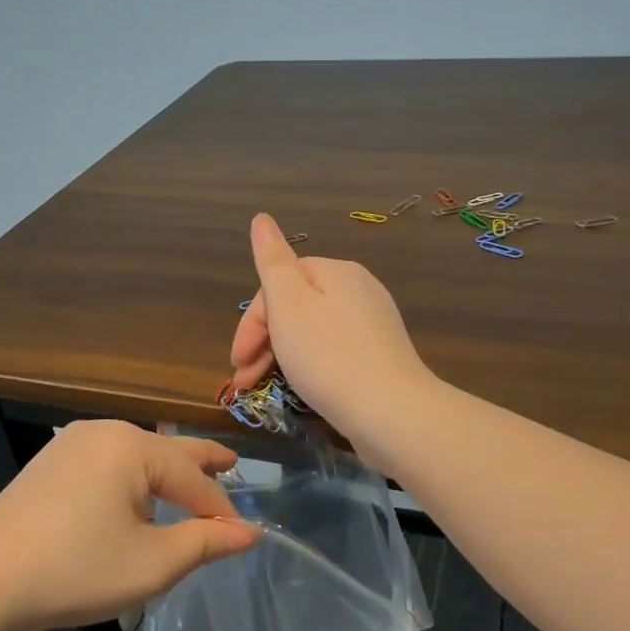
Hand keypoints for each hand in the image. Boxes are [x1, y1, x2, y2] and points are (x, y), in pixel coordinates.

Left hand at [0, 421, 258, 630]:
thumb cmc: (75, 569)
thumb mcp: (151, 563)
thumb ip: (205, 543)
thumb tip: (249, 532)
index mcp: (134, 447)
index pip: (193, 478)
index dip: (220, 509)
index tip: (241, 534)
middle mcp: (107, 431)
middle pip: (168, 450)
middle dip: (201, 462)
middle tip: (232, 464)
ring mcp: (74, 441)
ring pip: (137, 454)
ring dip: (165, 472)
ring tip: (188, 483)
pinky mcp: (53, 460)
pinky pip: (109, 460)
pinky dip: (133, 476)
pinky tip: (136, 495)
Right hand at [230, 212, 433, 433]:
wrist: (392, 412)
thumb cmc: (330, 357)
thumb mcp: (290, 305)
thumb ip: (272, 261)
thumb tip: (261, 218)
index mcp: (335, 270)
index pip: (279, 284)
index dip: (252, 322)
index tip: (237, 361)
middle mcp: (358, 288)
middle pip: (296, 306)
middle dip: (264, 341)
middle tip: (245, 381)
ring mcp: (374, 322)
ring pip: (313, 330)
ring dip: (282, 356)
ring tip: (265, 389)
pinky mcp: (381, 354)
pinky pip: (334, 350)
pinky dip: (310, 365)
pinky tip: (304, 388)